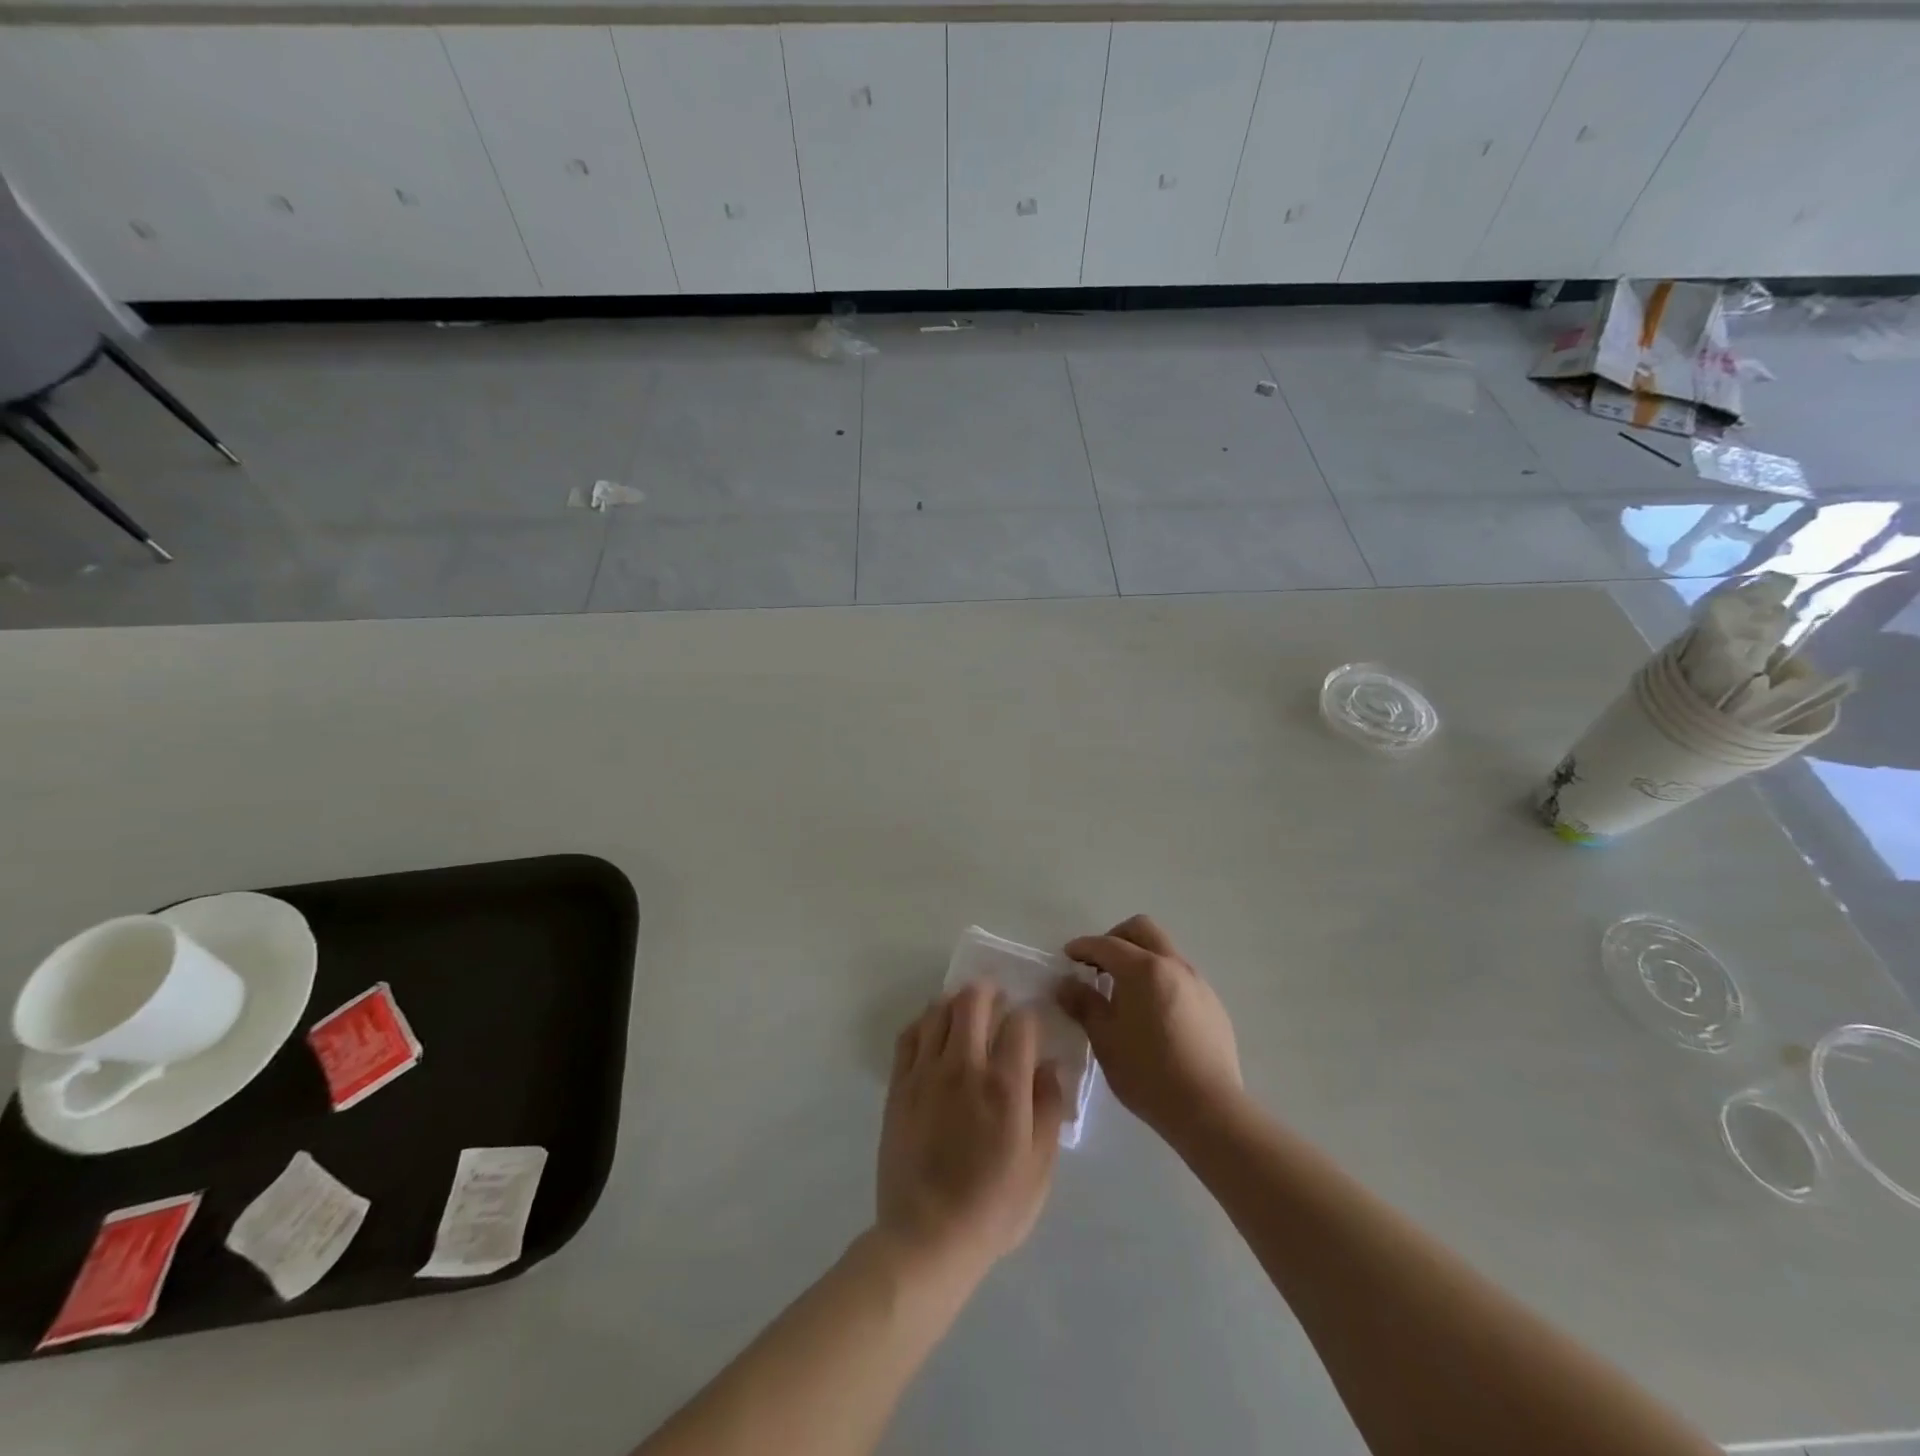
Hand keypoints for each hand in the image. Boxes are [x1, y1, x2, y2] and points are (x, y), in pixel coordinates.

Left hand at [876, 985, 1064, 1287]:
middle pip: (974, 1000)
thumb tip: (1050, 1065)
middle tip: (997, 1002)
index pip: (1020, 1022)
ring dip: (956, 1003)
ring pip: (938, 1010)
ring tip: (966, 1013)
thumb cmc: (993, 1208)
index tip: (1031, 1027)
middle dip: (990, 993)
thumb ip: (1049, 1108)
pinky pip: (910, 1035)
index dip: (1030, 1017)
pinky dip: (924, 1023)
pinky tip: (934, 1033)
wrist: (927, 1238)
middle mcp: (964, 1067)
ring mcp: (926, 1072)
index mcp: (1004, 1086)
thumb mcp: (1039, 1167)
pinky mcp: (899, 1085)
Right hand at [1058, 915, 1241, 1138]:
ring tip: (1125, 991)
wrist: (1208, 1109)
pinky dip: (1161, 979)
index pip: (1106, 945)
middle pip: (1142, 930)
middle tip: (1098, 964)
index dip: (1083, 947)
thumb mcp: (1105, 1039)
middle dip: (1116, 938)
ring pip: (1165, 951)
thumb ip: (1083, 1004)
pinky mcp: (1213, 1004)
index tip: (1067, 956)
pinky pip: (1181, 976)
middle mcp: (1173, 965)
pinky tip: (1154, 1013)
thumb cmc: (1147, 1072)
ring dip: (1141, 958)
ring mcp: (1198, 983)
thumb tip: (1065, 984)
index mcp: (1143, 969)